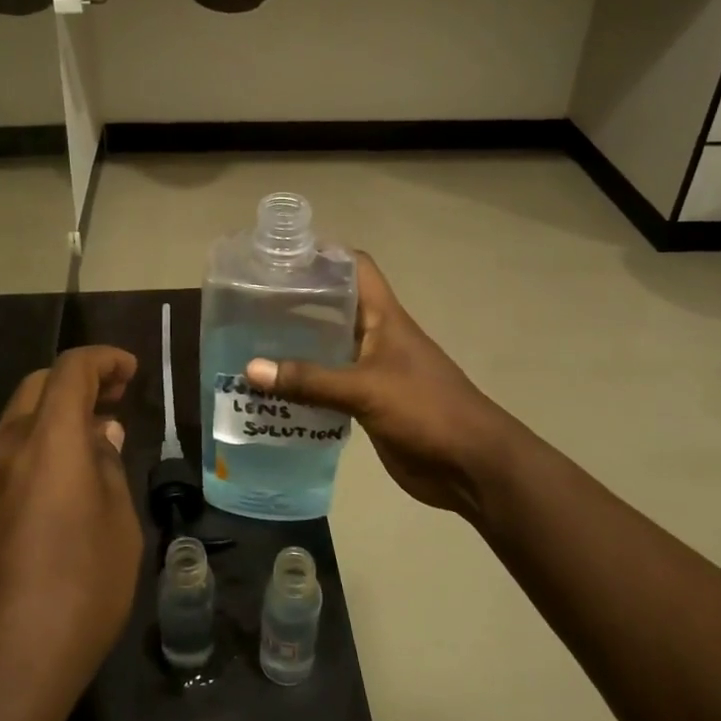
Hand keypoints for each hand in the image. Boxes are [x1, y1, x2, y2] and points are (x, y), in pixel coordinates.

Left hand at [0, 346, 141, 719]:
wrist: (1, 668)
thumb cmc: (79, 589)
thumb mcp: (118, 524)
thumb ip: (109, 466)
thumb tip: (101, 434)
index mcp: (48, 440)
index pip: (71, 370)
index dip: (104, 360)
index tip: (132, 371)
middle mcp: (8, 446)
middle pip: (39, 385)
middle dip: (80, 380)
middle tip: (118, 398)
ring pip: (21, 417)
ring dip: (59, 411)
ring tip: (99, 434)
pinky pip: (12, 451)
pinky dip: (43, 440)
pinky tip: (70, 474)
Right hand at [245, 254, 524, 518]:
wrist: (471, 466)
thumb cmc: (425, 410)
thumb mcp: (365, 389)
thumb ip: (310, 380)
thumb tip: (250, 369)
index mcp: (384, 317)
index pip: (355, 267)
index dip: (324, 255)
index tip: (281, 257)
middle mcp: (376, 336)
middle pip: (334, 307)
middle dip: (296, 303)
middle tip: (249, 303)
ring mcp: (372, 370)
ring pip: (328, 348)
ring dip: (295, 347)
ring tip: (249, 343)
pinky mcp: (368, 403)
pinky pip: (329, 386)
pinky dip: (304, 385)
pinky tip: (272, 390)